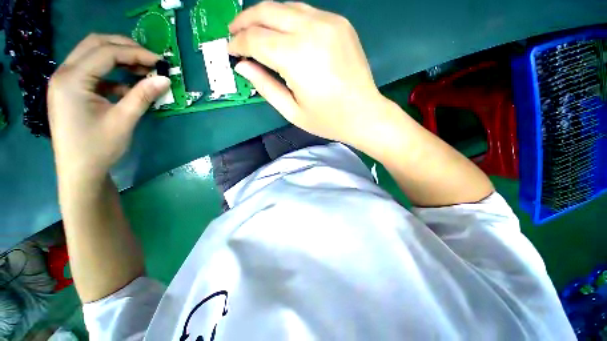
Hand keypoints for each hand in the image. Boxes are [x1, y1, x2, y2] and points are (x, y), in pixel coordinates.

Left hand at [48, 34, 169, 181]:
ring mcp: (65, 81)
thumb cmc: (98, 148)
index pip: (106, 53)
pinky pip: (92, 71)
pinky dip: (112, 73)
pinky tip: (127, 86)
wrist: (79, 172)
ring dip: (119, 58)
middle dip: (125, 48)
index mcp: (72, 80)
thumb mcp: (124, 120)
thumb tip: (165, 79)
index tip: (161, 62)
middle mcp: (63, 73)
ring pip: (92, 54)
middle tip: (150, 60)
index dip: (136, 53)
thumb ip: (143, 96)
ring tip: (142, 70)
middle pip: (95, 44)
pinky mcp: (70, 90)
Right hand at [229, 2, 388, 145]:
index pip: (256, 39)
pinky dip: (289, 18)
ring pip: (286, 6)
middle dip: (245, 21)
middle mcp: (311, 30)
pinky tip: (284, 32)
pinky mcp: (341, 23)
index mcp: (296, 56)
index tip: (231, 51)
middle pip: (267, 11)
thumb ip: (266, 86)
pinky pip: (306, 12)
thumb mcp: (292, 111)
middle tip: (235, 33)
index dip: (238, 44)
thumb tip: (243, 66)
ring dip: (266, 16)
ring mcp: (329, 22)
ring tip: (255, 31)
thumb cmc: (327, 120)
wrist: (364, 114)